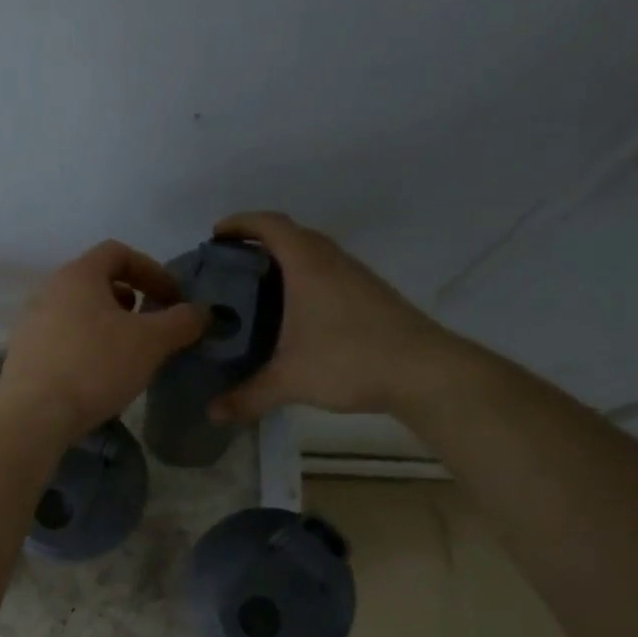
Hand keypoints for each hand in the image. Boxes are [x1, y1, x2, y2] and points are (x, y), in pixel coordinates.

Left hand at [0, 240, 206, 443]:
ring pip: (78, 311)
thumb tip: (202, 312)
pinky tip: (99, 375)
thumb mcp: (150, 343)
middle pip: (96, 282)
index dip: (152, 270)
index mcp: (78, 275)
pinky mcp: (24, 354)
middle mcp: (49, 290)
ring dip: (108, 325)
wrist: (33, 415)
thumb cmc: (95, 367)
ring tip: (127, 352)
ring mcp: (31, 322)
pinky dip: (87, 345)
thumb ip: (182, 322)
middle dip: (130, 299)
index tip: (172, 299)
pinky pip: (63, 338)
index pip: (118, 252)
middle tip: (151, 326)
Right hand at [208, 211, 466, 419]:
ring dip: (284, 262)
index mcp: (308, 266)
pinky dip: (304, 281)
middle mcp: (332, 262)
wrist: (425, 372)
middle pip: (292, 235)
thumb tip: (212, 413)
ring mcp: (356, 277)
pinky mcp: (371, 296)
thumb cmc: (351, 361)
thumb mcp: (290, 382)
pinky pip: (328, 274)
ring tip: (255, 290)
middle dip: (258, 243)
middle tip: (229, 267)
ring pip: (314, 255)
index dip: (240, 223)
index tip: (215, 234)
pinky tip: (294, 315)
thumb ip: (248, 396)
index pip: (271, 225)